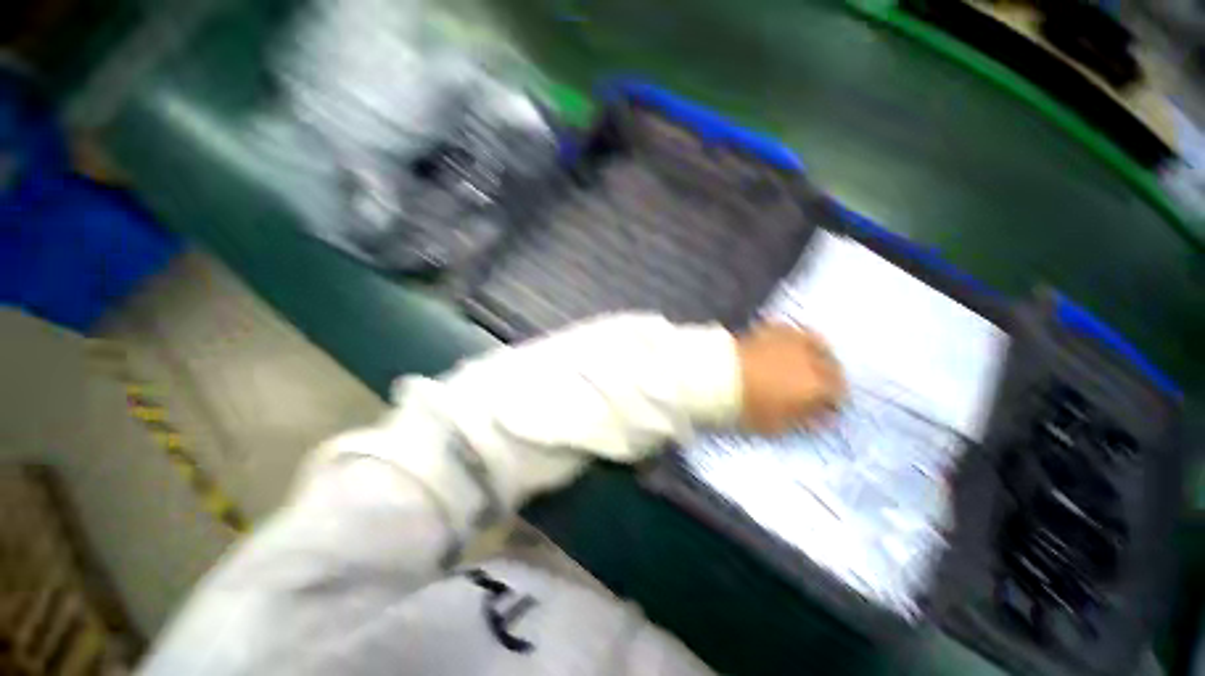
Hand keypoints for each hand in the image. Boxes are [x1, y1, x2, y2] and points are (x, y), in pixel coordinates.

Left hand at [735, 322, 845, 434]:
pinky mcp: (771, 328)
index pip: (839, 392)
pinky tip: (787, 348)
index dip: (832, 403)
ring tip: (807, 364)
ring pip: (817, 343)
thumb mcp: (776, 425)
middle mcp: (810, 357)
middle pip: (832, 366)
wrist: (715, 375)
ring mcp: (791, 339)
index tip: (824, 409)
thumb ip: (803, 421)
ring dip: (817, 354)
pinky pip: (793, 331)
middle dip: (829, 378)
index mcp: (816, 384)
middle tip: (817, 388)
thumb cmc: (746, 406)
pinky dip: (796, 340)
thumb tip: (821, 419)